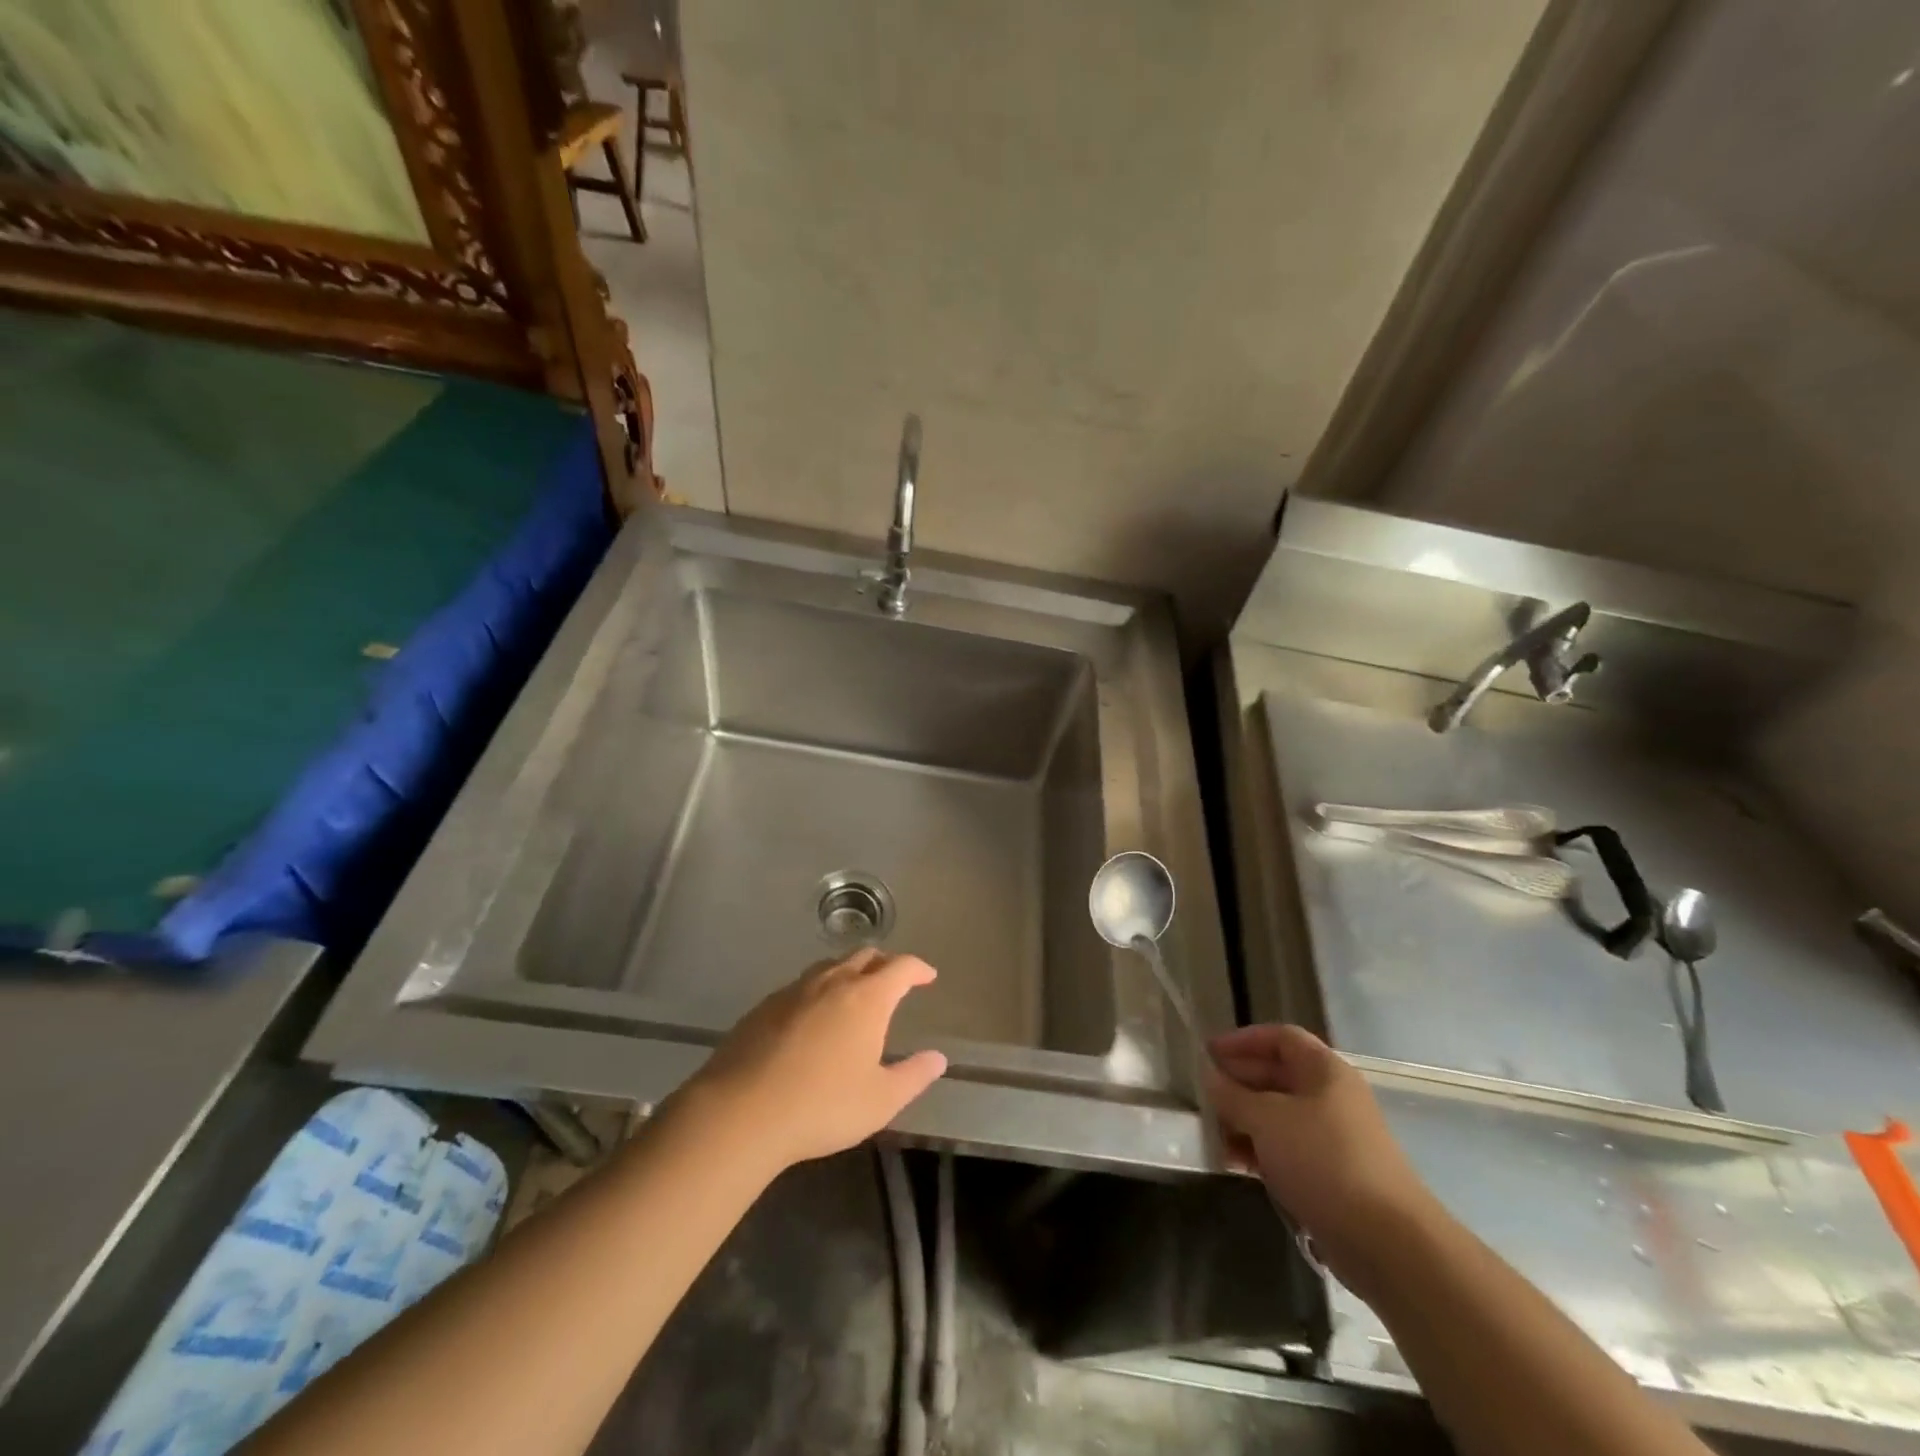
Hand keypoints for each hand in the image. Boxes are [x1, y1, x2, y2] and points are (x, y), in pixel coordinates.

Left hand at [681, 949, 948, 1171]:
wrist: (741, 1111)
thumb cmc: (822, 1105)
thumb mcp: (880, 1100)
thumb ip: (914, 1076)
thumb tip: (938, 1058)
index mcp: (867, 998)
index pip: (901, 967)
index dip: (918, 968)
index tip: (928, 977)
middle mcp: (833, 982)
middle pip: (865, 955)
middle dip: (885, 963)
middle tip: (894, 980)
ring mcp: (795, 990)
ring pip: (830, 966)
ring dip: (850, 971)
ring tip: (855, 992)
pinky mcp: (765, 1006)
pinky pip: (802, 986)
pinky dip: (819, 990)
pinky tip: (813, 1016)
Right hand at [1207, 1024, 1436, 1292]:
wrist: (1388, 1242)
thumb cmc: (1323, 1161)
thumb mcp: (1266, 1120)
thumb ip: (1232, 1095)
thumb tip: (1211, 1077)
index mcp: (1324, 1070)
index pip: (1280, 1037)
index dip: (1243, 1040)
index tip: (1208, 1053)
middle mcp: (1331, 1096)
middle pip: (1277, 1075)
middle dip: (1238, 1084)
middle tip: (1203, 1097)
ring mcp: (1333, 1137)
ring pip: (1279, 1115)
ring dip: (1244, 1121)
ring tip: (1214, 1136)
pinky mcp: (1332, 1175)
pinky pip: (1287, 1149)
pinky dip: (1260, 1150)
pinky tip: (1236, 1165)